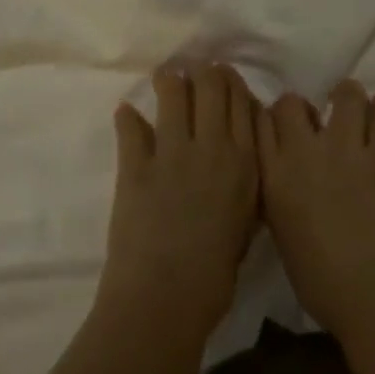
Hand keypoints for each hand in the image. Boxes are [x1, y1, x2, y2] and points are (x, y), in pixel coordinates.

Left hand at [99, 63, 260, 343]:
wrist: (165, 300)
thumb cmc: (215, 274)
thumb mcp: (247, 222)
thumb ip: (246, 180)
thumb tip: (239, 151)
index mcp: (245, 161)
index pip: (242, 100)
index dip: (231, 83)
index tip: (223, 79)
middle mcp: (213, 146)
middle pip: (212, 84)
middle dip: (204, 73)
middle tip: (196, 76)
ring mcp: (172, 153)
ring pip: (173, 92)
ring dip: (169, 81)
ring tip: (165, 80)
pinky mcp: (135, 165)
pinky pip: (131, 126)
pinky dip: (127, 118)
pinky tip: (126, 114)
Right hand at [259, 80, 374, 342]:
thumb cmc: (321, 281)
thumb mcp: (281, 232)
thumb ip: (280, 192)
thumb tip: (286, 173)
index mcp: (273, 177)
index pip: (258, 122)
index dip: (269, 121)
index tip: (279, 129)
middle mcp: (303, 153)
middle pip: (292, 102)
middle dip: (301, 109)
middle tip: (315, 126)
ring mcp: (346, 150)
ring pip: (345, 94)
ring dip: (348, 99)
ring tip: (353, 111)